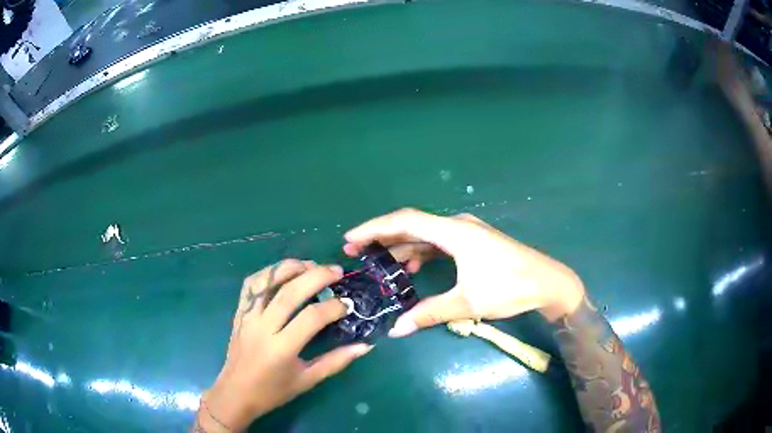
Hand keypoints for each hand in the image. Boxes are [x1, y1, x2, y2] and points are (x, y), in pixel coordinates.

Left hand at [194, 260, 372, 431]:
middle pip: (290, 292)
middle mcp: (263, 328)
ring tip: (311, 265)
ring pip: (267, 282)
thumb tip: (365, 346)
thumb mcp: (308, 380)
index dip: (333, 307)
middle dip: (316, 276)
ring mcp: (248, 317)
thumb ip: (336, 361)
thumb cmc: (273, 391)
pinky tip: (283, 272)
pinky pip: (251, 285)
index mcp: (282, 349)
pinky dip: (268, 273)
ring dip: (290, 268)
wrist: (236, 393)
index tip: (348, 305)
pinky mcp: (239, 313)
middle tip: (336, 271)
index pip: (311, 318)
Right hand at [343, 209, 584, 336]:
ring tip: (378, 262)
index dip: (374, 228)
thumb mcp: (468, 302)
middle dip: (381, 237)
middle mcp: (457, 225)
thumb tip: (396, 329)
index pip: (404, 222)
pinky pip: (438, 242)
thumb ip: (429, 313)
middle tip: (355, 251)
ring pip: (424, 234)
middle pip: (411, 224)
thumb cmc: (510, 288)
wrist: (547, 282)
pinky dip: (420, 252)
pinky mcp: (472, 242)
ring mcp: (466, 232)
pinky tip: (411, 266)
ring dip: (400, 246)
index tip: (350, 238)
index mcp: (454, 232)